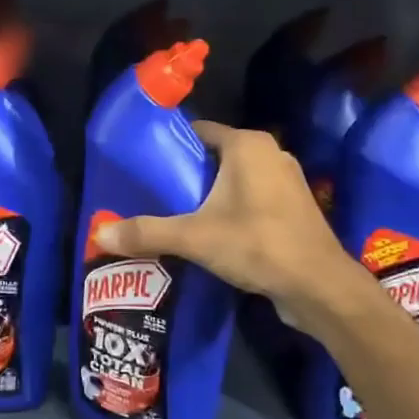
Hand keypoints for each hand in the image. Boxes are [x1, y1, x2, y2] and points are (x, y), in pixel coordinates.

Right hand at [94, 121, 365, 326]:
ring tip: (176, 215)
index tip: (143, 167)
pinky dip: (231, 209)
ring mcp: (286, 180)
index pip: (198, 131)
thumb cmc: (258, 245)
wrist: (320, 287)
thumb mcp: (194, 237)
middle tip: (153, 195)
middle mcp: (270, 153)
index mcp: (247, 145)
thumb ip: (146, 232)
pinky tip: (211, 233)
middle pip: (214, 156)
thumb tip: (98, 233)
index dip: (169, 147)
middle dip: (186, 174)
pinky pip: (252, 198)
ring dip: (209, 194)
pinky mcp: (294, 207)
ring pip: (234, 179)